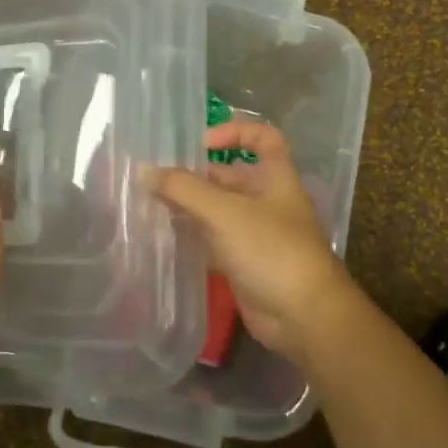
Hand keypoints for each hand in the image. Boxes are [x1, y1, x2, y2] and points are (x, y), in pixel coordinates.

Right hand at [146, 120, 364, 366]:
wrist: (302, 315)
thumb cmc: (270, 249)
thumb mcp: (225, 212)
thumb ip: (183, 189)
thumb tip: (145, 170)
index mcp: (276, 178)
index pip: (263, 138)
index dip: (234, 131)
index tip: (199, 143)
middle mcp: (268, 201)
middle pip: (231, 176)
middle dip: (196, 175)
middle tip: (155, 179)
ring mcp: (257, 234)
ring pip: (219, 211)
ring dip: (190, 207)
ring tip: (150, 205)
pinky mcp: (245, 263)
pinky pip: (214, 241)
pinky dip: (192, 237)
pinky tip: (163, 238)